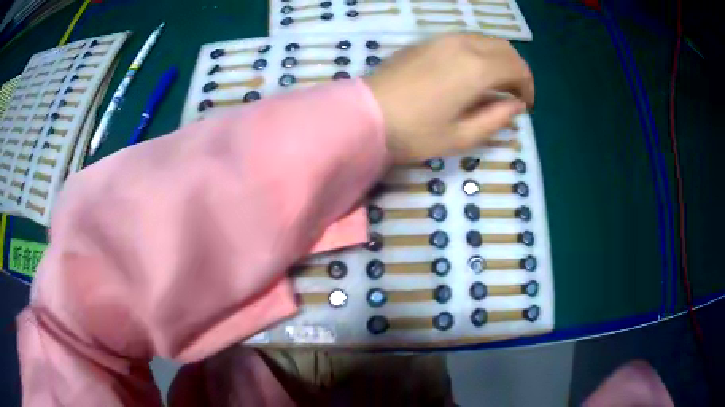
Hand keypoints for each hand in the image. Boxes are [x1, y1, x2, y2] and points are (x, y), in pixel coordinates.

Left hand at [365, 34, 534, 163]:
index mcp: (476, 68)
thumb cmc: (414, 132)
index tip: (525, 106)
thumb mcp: (462, 136)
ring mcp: (441, 39)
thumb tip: (516, 104)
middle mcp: (462, 45)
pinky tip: (471, 73)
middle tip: (514, 94)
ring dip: (498, 59)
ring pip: (484, 40)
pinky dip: (478, 52)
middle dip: (516, 70)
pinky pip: (464, 40)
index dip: (528, 86)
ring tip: (495, 85)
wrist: (365, 116)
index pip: (517, 67)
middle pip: (504, 48)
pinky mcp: (426, 41)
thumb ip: (496, 118)